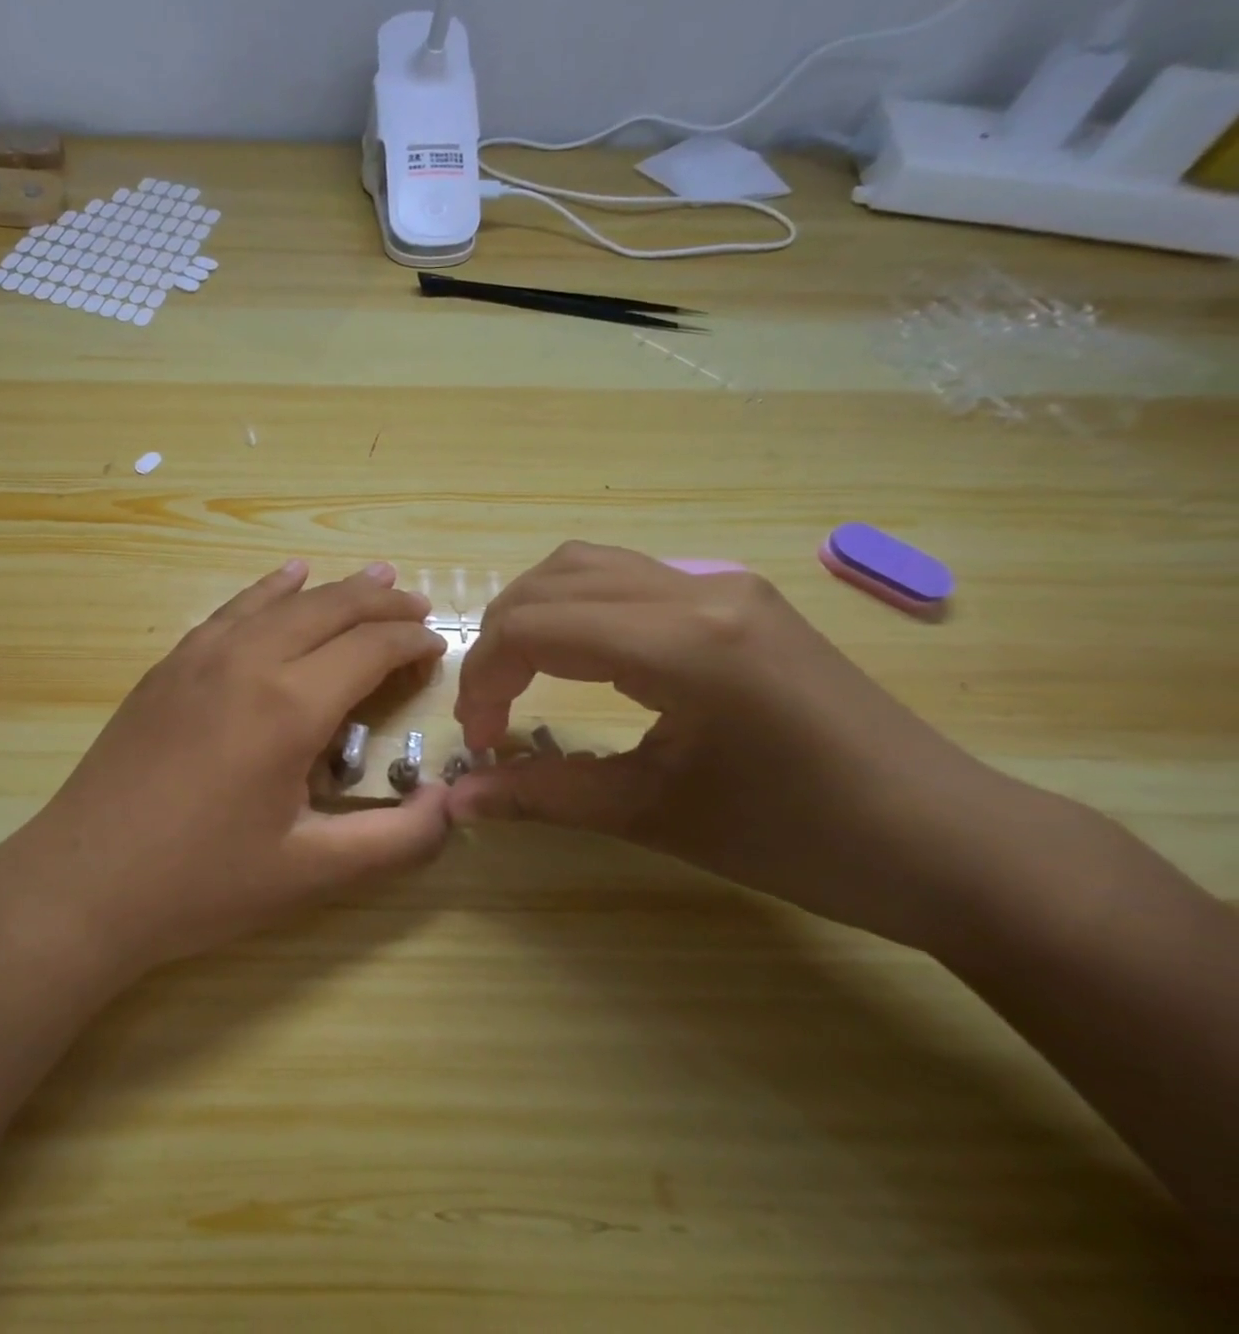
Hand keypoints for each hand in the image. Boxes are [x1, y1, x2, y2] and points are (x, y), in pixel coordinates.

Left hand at [2, 560, 451, 978]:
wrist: (82, 883)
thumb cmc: (200, 883)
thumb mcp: (309, 874)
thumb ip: (395, 841)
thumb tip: (452, 806)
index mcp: (288, 705)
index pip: (370, 648)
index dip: (411, 642)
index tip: (438, 647)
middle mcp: (247, 661)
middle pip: (330, 609)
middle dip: (382, 602)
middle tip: (419, 607)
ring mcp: (199, 656)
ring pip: (281, 600)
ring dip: (333, 588)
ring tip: (374, 575)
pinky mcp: (168, 666)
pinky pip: (232, 610)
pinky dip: (269, 589)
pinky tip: (284, 579)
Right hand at [449, 542, 1031, 949]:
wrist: (952, 844)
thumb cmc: (804, 841)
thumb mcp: (657, 816)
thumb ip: (544, 796)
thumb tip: (458, 799)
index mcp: (685, 642)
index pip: (536, 627)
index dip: (485, 681)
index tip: (480, 742)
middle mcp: (700, 589)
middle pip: (550, 581)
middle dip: (498, 642)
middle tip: (491, 711)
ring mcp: (724, 584)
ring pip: (586, 566)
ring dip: (534, 615)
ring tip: (521, 678)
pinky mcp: (737, 597)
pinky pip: (627, 578)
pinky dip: (577, 609)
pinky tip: (579, 659)